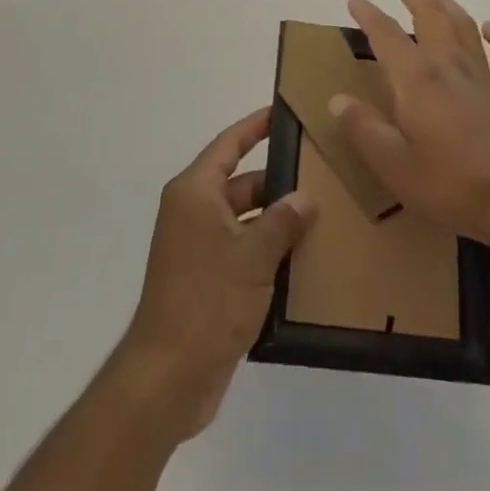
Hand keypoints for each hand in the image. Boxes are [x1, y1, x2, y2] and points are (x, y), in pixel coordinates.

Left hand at [114, 107, 316, 442]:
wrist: (168, 378)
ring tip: (321, 217)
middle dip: (277, 181)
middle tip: (320, 175)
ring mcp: (198, 248)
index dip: (255, 126)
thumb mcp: (253, 254)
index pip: (229, 144)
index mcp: (195, 192)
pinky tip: (302, 260)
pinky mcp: (206, 282)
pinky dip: (267, 252)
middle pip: (241, 183)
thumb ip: (283, 220)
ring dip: (275, 221)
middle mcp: (193, 212)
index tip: (283, 112)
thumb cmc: (208, 300)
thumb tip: (305, 198)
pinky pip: (241, 252)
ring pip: (244, 220)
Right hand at [334, 0, 489, 257]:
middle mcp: (449, 65)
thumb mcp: (393, 166)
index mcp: (417, 80)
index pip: (386, 34)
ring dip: (444, 1)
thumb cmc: (450, 186)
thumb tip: (336, 99)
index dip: (367, 13)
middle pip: (428, 13)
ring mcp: (483, 75)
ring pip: (462, 23)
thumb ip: (363, 129)